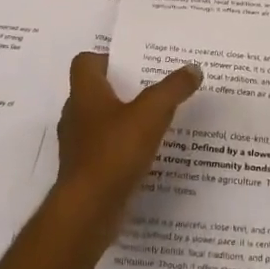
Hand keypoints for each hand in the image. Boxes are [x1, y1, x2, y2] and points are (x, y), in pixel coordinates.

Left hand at [54, 52, 201, 242]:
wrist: (88, 210)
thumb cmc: (114, 151)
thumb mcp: (151, 114)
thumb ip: (173, 89)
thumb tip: (193, 68)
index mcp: (85, 93)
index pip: (85, 62)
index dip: (107, 58)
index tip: (134, 62)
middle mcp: (76, 115)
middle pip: (96, 92)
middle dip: (123, 89)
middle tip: (154, 87)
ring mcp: (78, 145)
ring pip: (101, 122)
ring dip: (124, 120)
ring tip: (156, 120)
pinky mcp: (85, 172)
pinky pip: (106, 150)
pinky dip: (123, 148)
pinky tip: (148, 154)